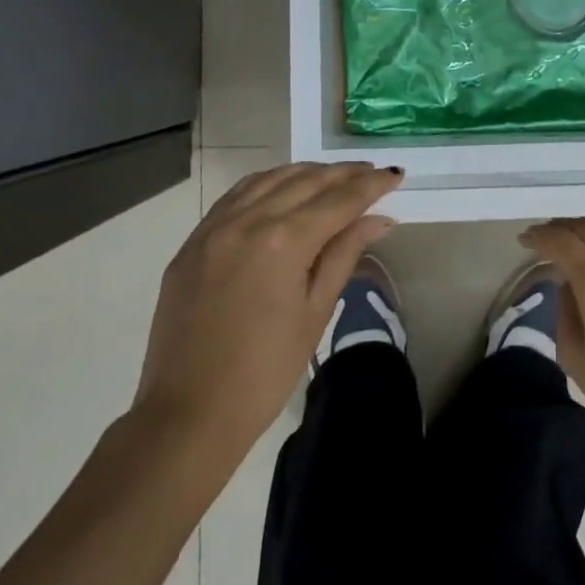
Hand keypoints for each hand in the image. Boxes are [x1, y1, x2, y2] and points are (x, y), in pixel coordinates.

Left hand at [135, 162, 402, 470]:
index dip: (371, 185)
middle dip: (343, 174)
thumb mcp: (316, 311)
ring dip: (306, 173)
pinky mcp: (193, 242)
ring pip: (268, 179)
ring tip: (334, 177)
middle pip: (305, 181)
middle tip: (372, 172)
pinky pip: (236, 196)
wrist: (189, 412)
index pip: (338, 200)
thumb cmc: (266, 371)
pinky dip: (267, 184)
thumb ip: (344, 254)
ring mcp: (213, 228)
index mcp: (283, 241)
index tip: (396, 174)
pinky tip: (283, 188)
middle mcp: (247, 221)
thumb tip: (378, 218)